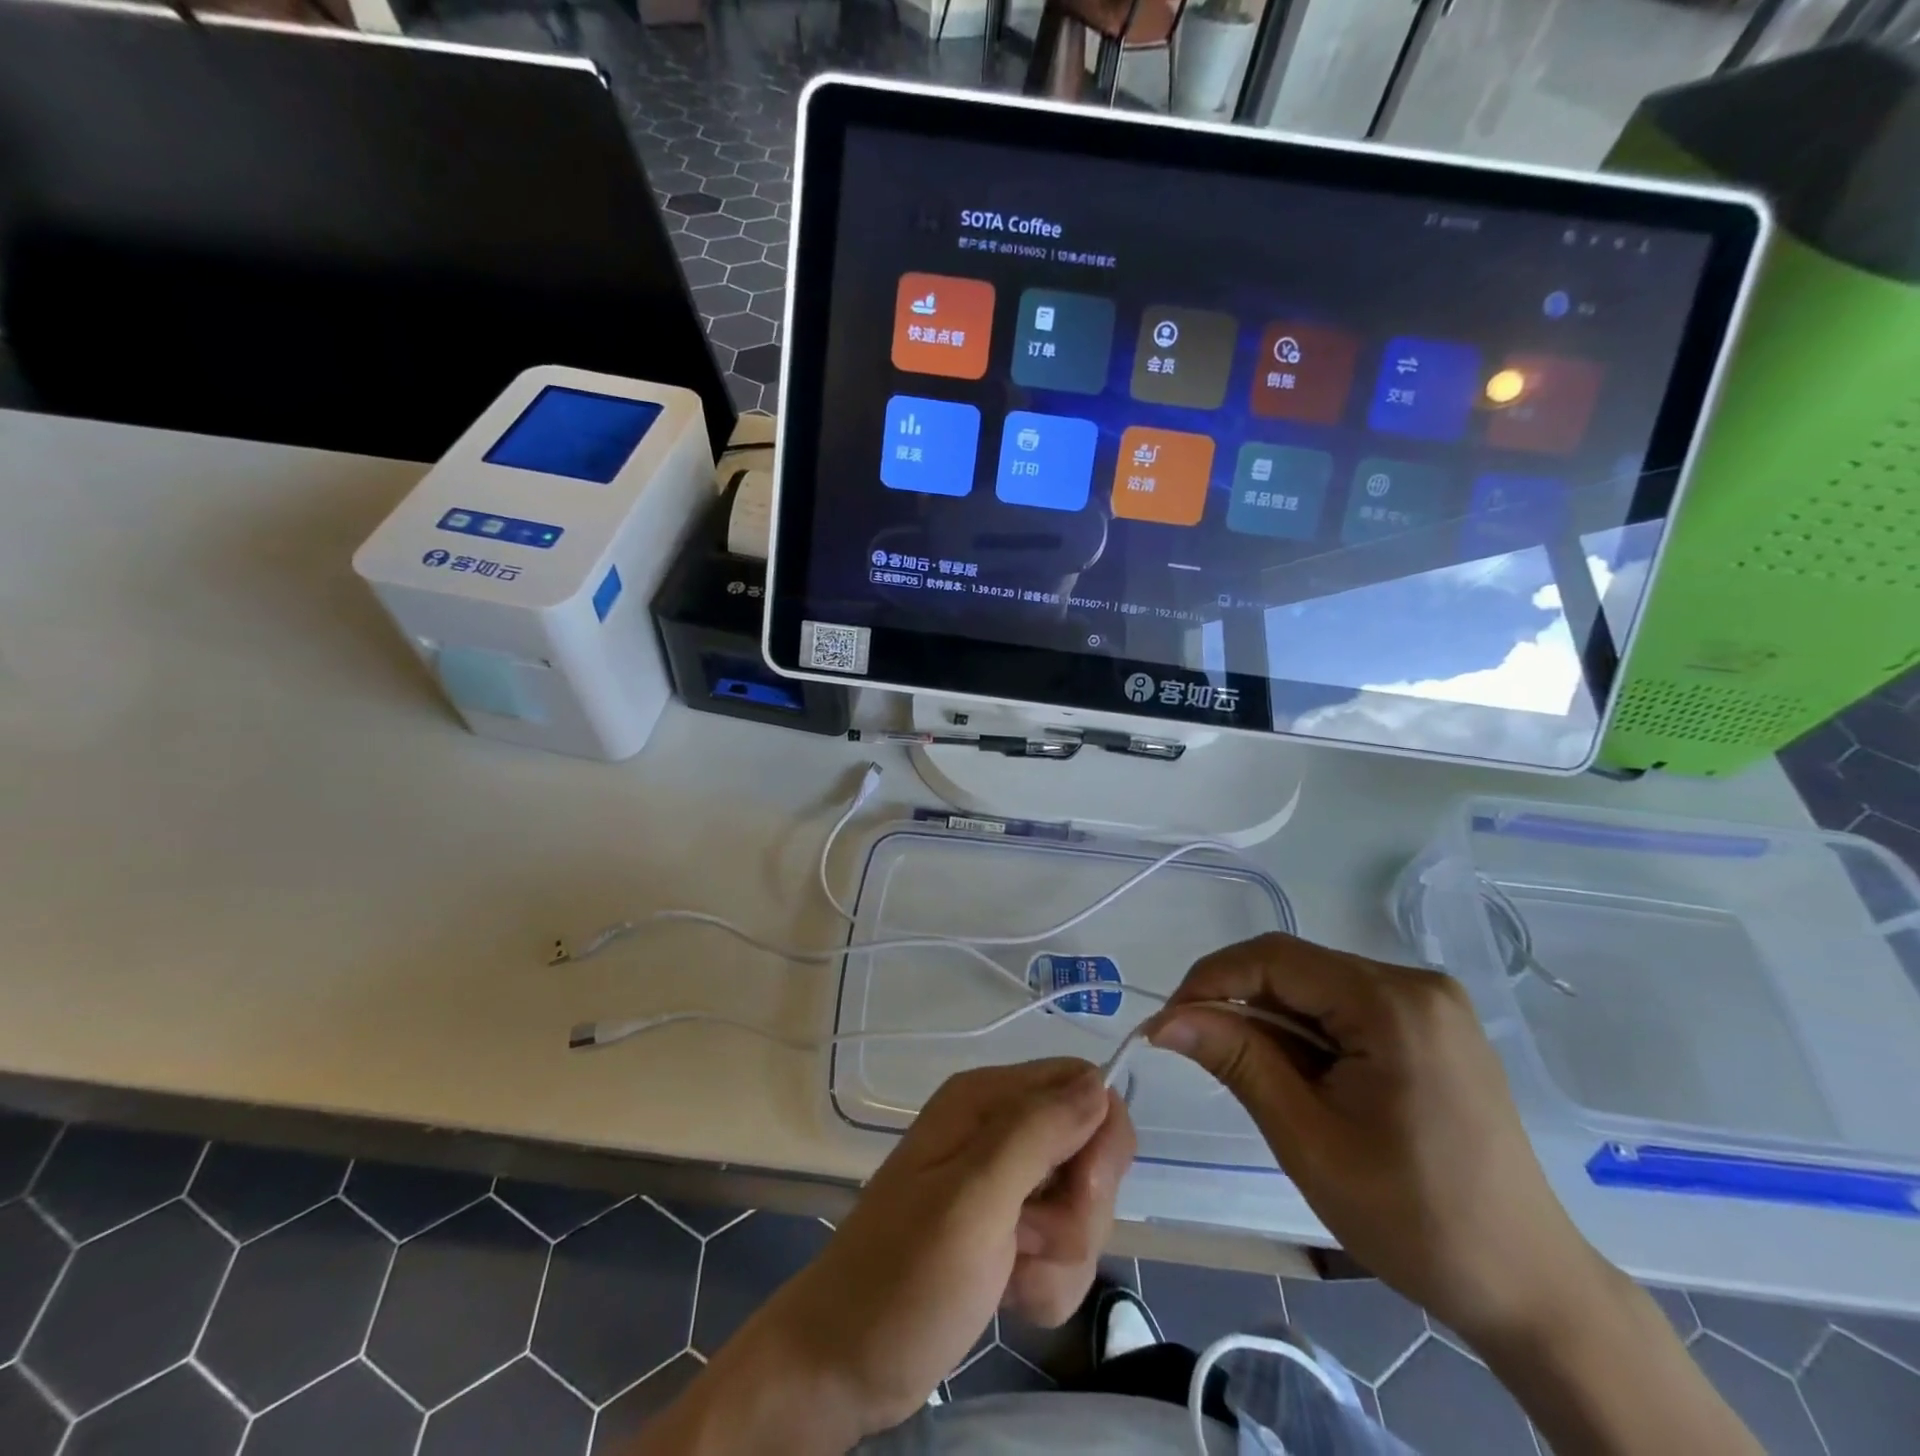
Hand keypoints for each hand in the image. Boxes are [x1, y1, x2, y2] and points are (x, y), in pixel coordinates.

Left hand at [730, 1059, 1135, 1443]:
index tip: (1078, 1191)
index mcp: (986, 1099)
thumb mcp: (972, 1198)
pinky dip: (1047, 1284)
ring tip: (1008, 1274)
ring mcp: (1005, 1185)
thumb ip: (1036, 1134)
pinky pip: (1065, 1252)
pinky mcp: (1008, 1233)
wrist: (844, 1363)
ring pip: (1082, 1210)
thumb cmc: (903, 1275)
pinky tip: (1007, 1296)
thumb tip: (1099, 1082)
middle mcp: (1000, 1130)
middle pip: (1091, 1152)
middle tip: (1027, 1238)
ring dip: (1059, 1257)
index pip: (1083, 1086)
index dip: (1098, 1139)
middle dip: (1077, 1211)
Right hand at [1147, 932, 1604, 1349]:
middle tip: (1197, 1050)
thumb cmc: (1414, 1220)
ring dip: (1271, 1020)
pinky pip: (1346, 1006)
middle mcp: (1416, 983)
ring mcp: (1430, 1003)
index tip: (1167, 1023)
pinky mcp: (1432, 1025)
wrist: (1528, 1288)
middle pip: (1296, 968)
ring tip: (1250, 1072)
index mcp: (1394, 1004)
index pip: (1275, 958)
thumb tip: (1165, 1020)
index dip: (1211, 980)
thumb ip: (1237, 1060)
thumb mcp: (1307, 1140)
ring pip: (1317, 986)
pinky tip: (1299, 1074)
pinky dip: (1307, 1031)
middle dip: (1239, 1002)